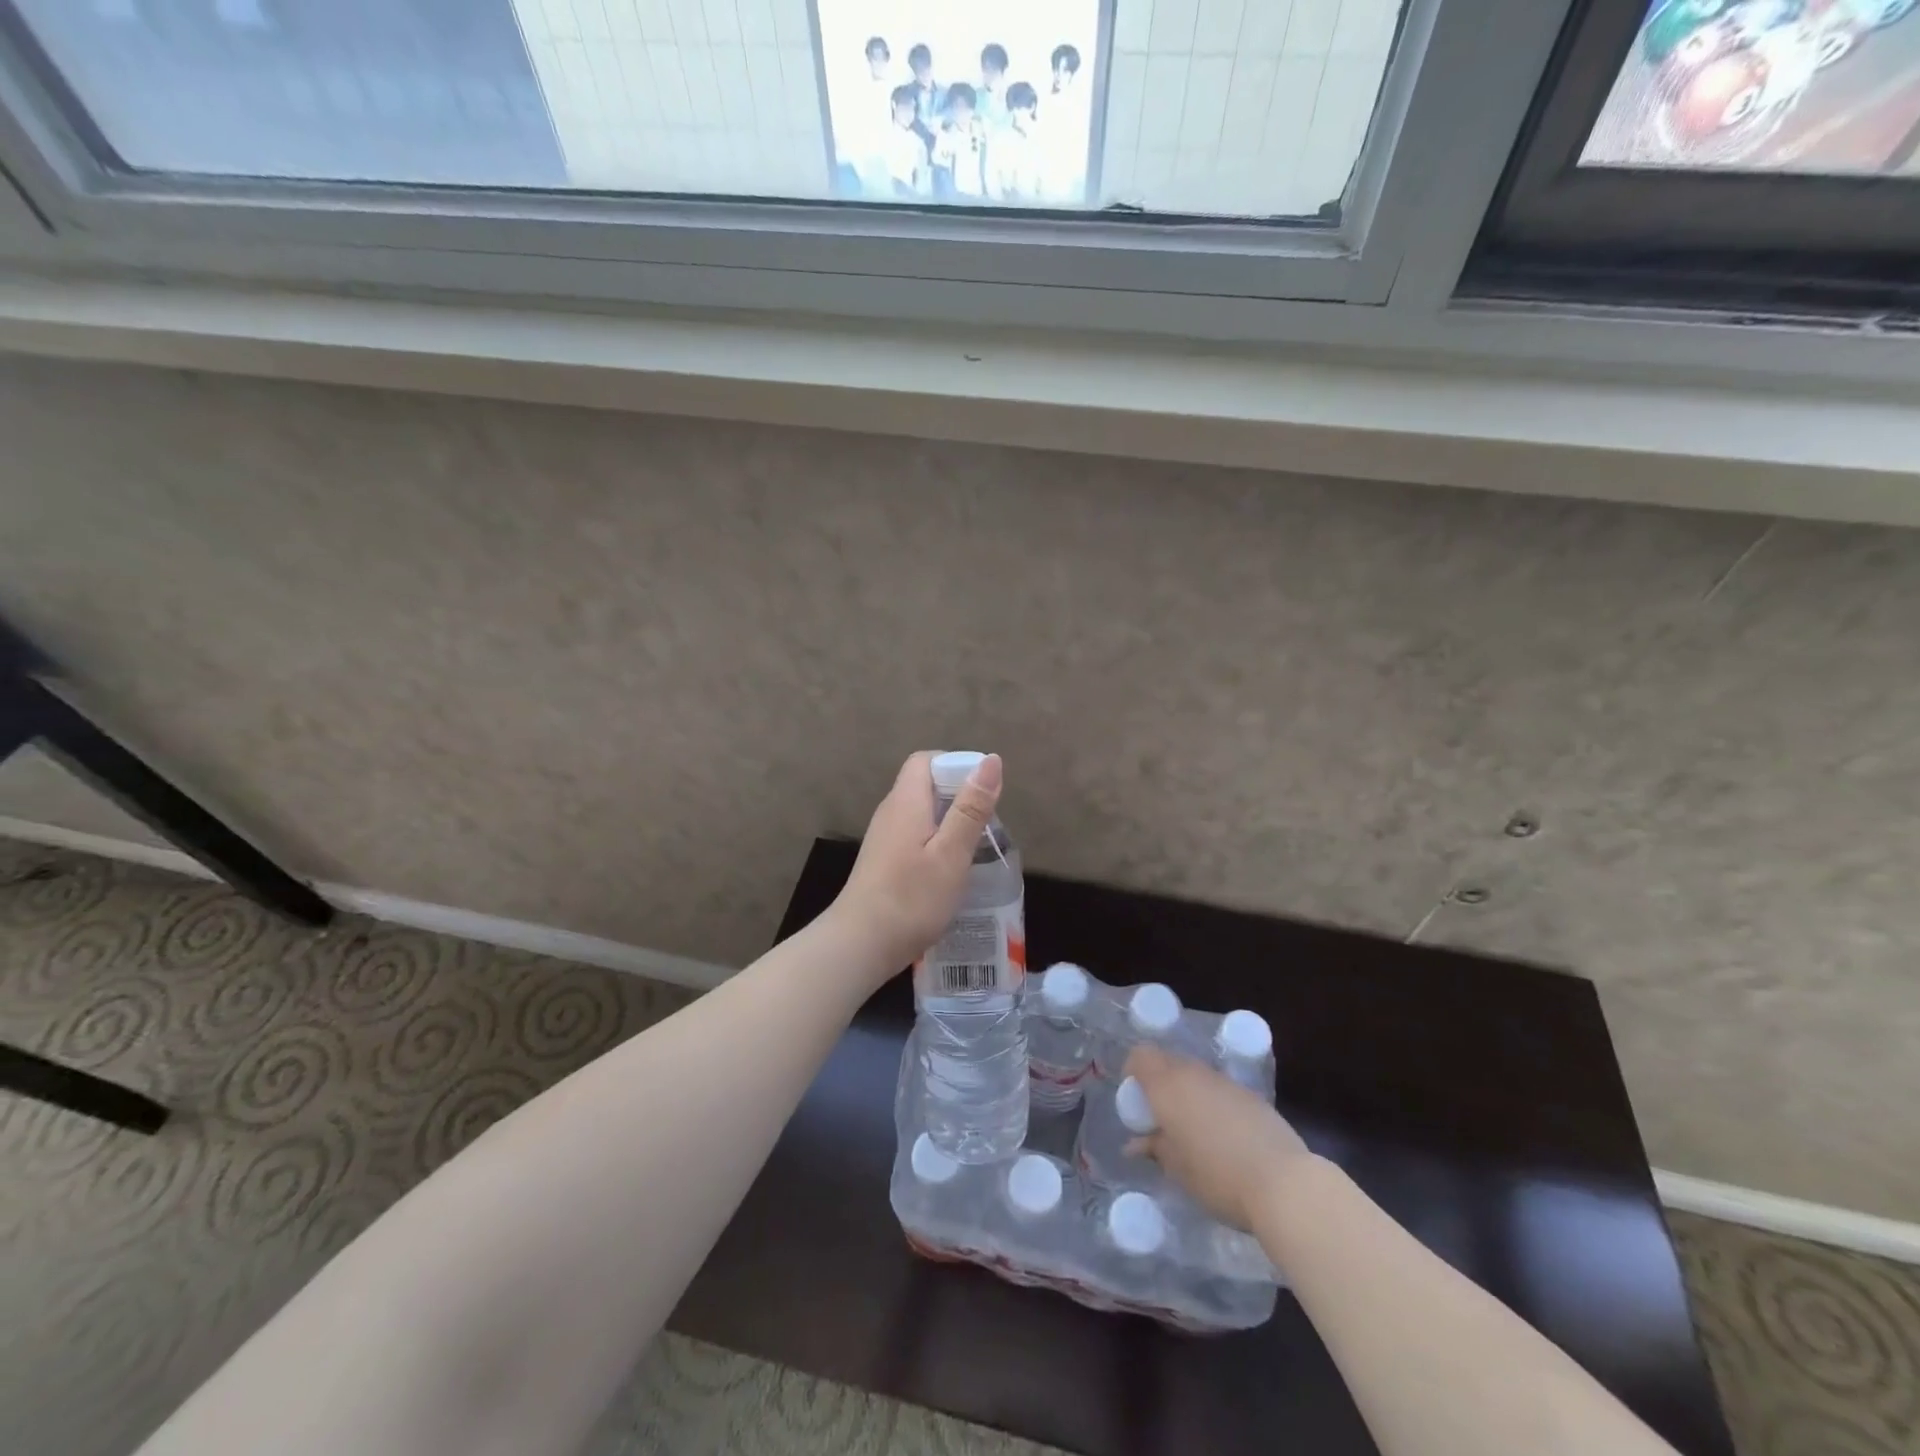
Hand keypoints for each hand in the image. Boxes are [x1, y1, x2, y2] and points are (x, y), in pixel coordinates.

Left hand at [831, 751, 1002, 980]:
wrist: (860, 945)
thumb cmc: (911, 898)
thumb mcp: (951, 853)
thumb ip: (971, 807)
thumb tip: (991, 760)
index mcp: (906, 802)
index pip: (926, 760)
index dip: (956, 765)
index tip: (983, 791)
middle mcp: (890, 813)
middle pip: (924, 786)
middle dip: (958, 796)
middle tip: (986, 824)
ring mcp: (883, 839)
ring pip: (921, 814)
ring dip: (949, 823)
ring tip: (975, 848)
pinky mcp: (883, 863)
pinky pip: (914, 837)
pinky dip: (936, 844)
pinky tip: (951, 871)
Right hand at [1125, 1044, 1312, 1233]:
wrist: (1284, 1183)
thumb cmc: (1217, 1176)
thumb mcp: (1177, 1169)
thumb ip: (1154, 1148)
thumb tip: (1135, 1143)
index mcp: (1168, 1086)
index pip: (1140, 1057)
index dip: (1133, 1072)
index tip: (1136, 1101)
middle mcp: (1194, 1074)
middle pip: (1168, 1062)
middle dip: (1160, 1083)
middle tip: (1162, 1117)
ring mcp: (1225, 1082)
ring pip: (1196, 1075)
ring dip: (1188, 1093)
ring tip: (1193, 1130)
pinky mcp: (1252, 1095)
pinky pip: (1220, 1090)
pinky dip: (1213, 1103)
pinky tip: (1224, 1136)